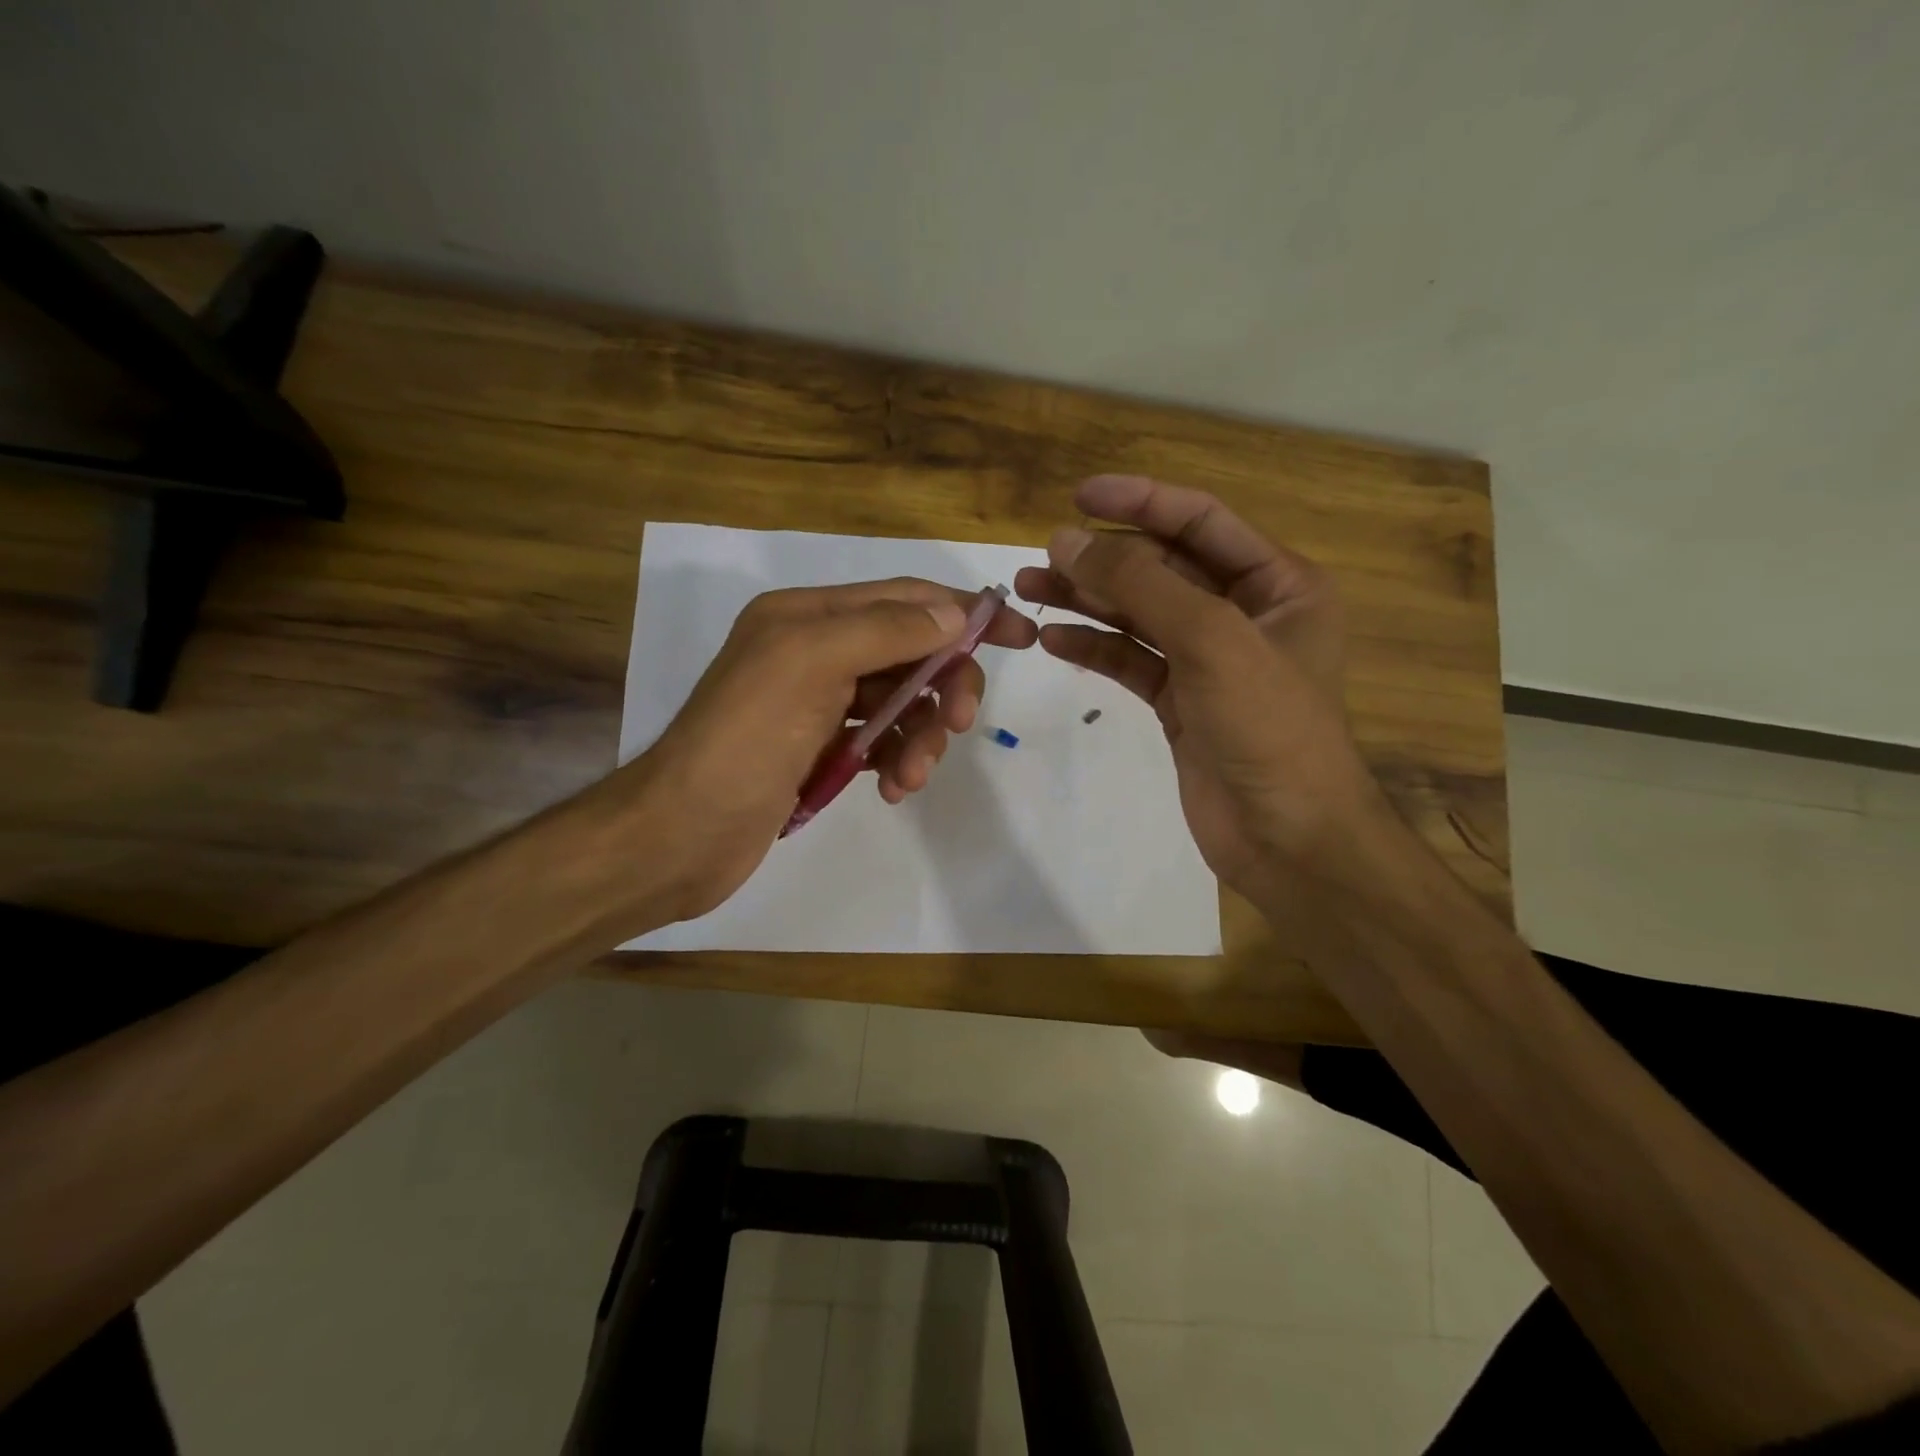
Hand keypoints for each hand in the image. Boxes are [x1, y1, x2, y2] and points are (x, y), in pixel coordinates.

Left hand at [613, 578, 1035, 924]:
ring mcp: (820, 703)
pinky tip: (893, 789)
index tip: (1021, 639)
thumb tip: (955, 614)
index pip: (905, 598)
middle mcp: (817, 649)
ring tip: (910, 776)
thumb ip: (885, 630)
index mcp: (809, 614)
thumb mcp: (811, 663)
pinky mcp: (822, 749)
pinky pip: (883, 741)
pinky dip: (898, 761)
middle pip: (912, 653)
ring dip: (921, 736)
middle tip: (956, 725)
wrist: (682, 833)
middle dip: (943, 687)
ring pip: (903, 702)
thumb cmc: (744, 740)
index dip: (965, 614)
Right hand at [1014, 474, 1383, 895]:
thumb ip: (1140, 585)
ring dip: (1088, 601)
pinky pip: (1132, 660)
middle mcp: (1246, 613)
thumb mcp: (1211, 639)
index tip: (1078, 496)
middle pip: (1163, 568)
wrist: (1288, 839)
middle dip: (1103, 560)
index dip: (1141, 502)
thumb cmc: (1268, 727)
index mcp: (1279, 583)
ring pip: (1140, 615)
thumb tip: (1068, 540)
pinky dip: (1095, 648)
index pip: (1201, 521)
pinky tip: (1054, 641)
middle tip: (1040, 557)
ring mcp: (1210, 660)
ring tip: (1030, 589)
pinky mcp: (1181, 702)